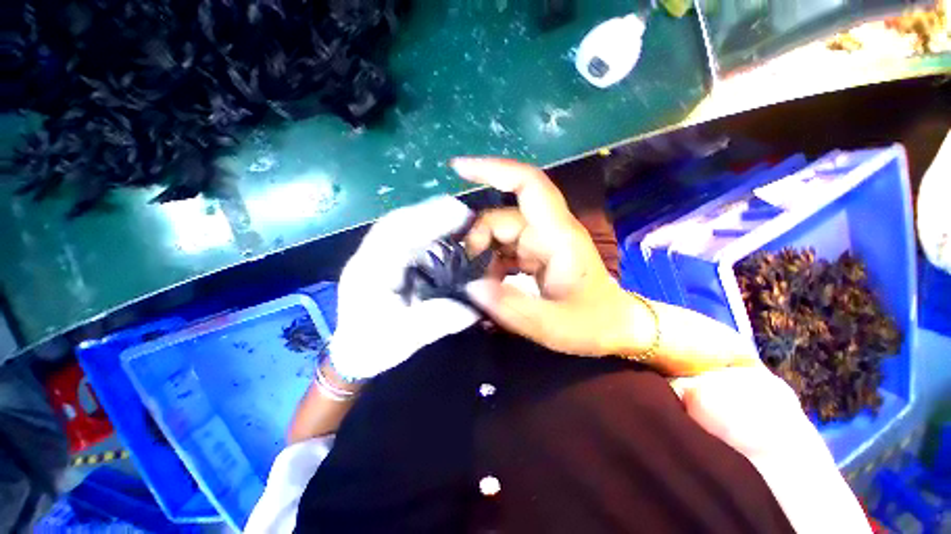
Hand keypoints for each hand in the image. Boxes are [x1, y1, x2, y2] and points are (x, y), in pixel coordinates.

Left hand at [329, 196, 480, 380]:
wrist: (354, 352)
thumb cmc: (375, 346)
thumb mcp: (406, 339)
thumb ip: (437, 320)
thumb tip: (473, 307)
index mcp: (369, 273)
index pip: (394, 234)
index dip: (427, 219)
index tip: (458, 214)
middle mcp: (369, 257)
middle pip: (397, 223)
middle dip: (430, 212)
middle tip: (463, 212)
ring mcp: (374, 256)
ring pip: (400, 226)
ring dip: (428, 218)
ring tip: (457, 218)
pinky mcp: (383, 259)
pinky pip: (404, 237)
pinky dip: (425, 229)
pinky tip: (442, 233)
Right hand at [452, 157, 639, 356]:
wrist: (616, 327)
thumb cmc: (593, 323)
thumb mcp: (554, 324)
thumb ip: (512, 307)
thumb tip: (472, 285)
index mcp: (558, 236)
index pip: (528, 185)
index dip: (493, 170)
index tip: (458, 169)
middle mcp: (547, 232)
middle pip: (501, 218)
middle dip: (478, 241)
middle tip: (467, 274)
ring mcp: (540, 243)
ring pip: (499, 235)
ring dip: (482, 256)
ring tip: (476, 283)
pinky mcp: (534, 255)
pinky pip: (503, 250)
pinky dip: (490, 264)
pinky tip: (488, 284)